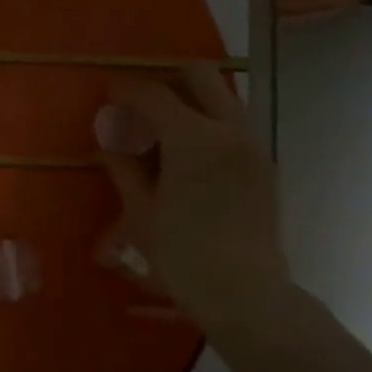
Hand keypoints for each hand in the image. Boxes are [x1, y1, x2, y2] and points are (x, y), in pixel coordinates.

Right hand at [97, 65, 293, 342]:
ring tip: (161, 133)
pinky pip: (233, 123)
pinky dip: (208, 123)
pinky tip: (187, 157)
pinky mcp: (264, 164)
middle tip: (140, 107)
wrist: (246, 295)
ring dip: (190, 101)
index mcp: (194, 138)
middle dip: (166, 82)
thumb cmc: (183, 256)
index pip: (154, 94)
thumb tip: (108, 138)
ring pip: (221, 97)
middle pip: (199, 76)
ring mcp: (252, 145)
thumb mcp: (140, 212)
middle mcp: (229, 130)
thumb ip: (123, 166)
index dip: (125, 90)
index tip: (107, 94)